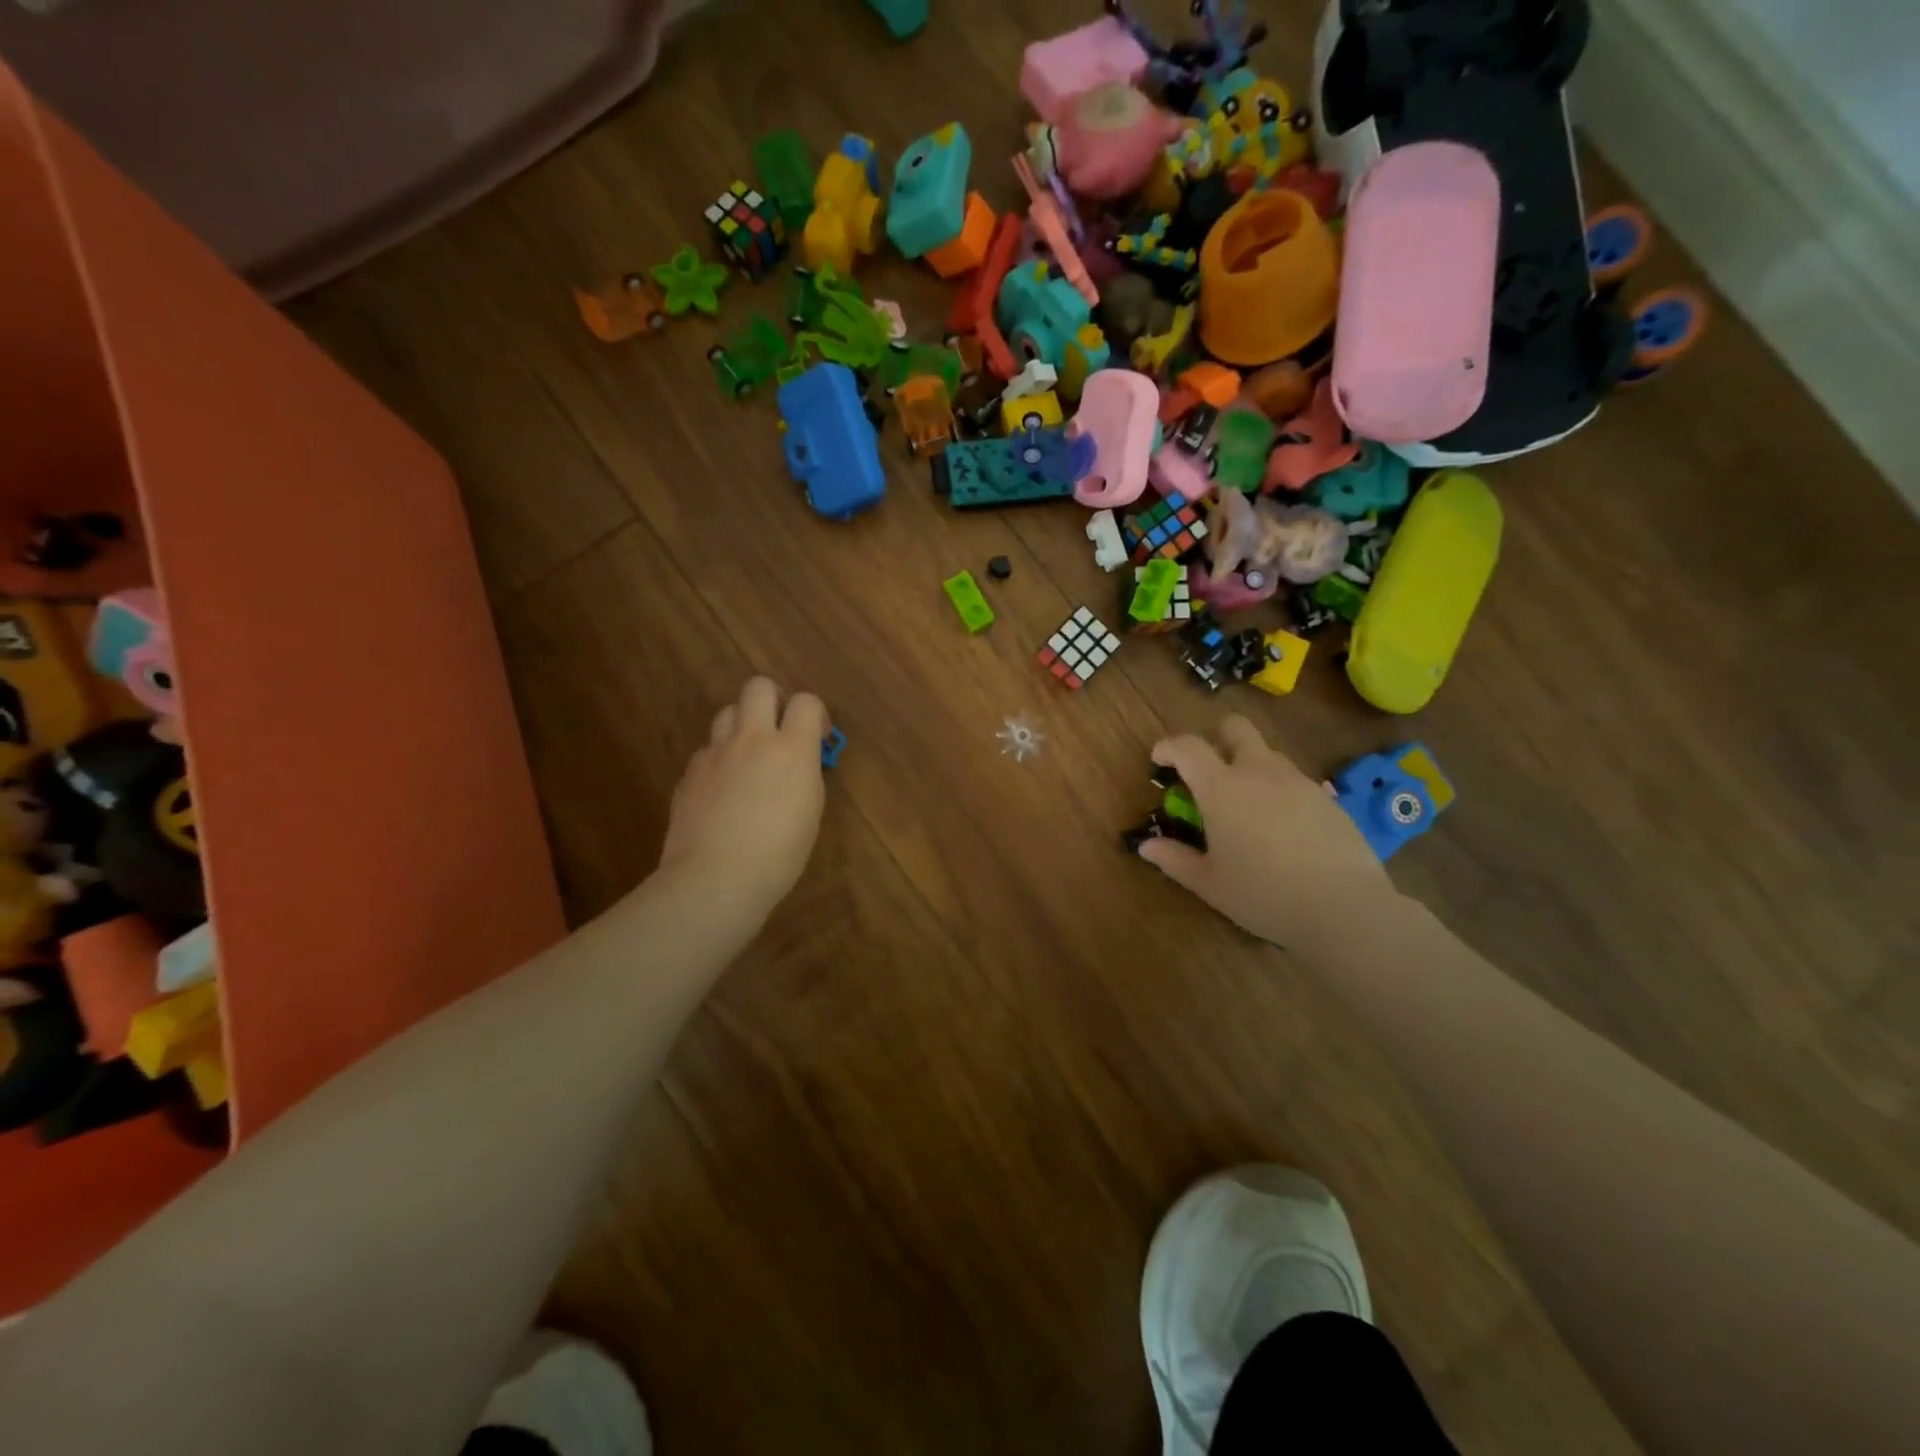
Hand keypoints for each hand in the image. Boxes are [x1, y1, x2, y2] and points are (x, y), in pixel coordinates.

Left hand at [658, 677, 829, 925]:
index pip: (805, 701)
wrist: (715, 878)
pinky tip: (723, 792)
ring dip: (743, 726)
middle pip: (758, 687)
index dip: (815, 714)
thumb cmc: (779, 854)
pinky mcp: (689, 773)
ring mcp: (715, 753)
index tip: (818, 737)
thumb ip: (804, 774)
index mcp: (791, 748)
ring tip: (749, 758)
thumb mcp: (810, 811)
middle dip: (773, 700)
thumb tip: (798, 763)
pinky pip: (708, 750)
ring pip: (727, 712)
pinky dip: (720, 760)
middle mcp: (752, 739)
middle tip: (779, 731)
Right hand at [1138, 715, 1398, 950]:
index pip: (1188, 746)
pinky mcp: (1327, 798)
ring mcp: (1297, 781)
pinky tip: (1281, 826)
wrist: (1343, 908)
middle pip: (1236, 728)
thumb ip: (1174, 859)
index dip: (1169, 746)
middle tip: (1208, 767)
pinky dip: (1279, 790)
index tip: (1160, 759)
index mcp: (1221, 788)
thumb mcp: (1209, 883)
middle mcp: (1258, 772)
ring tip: (1246, 803)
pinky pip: (1295, 780)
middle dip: (1217, 736)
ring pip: (1268, 753)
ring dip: (1250, 765)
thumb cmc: (1263, 894)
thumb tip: (1146, 846)